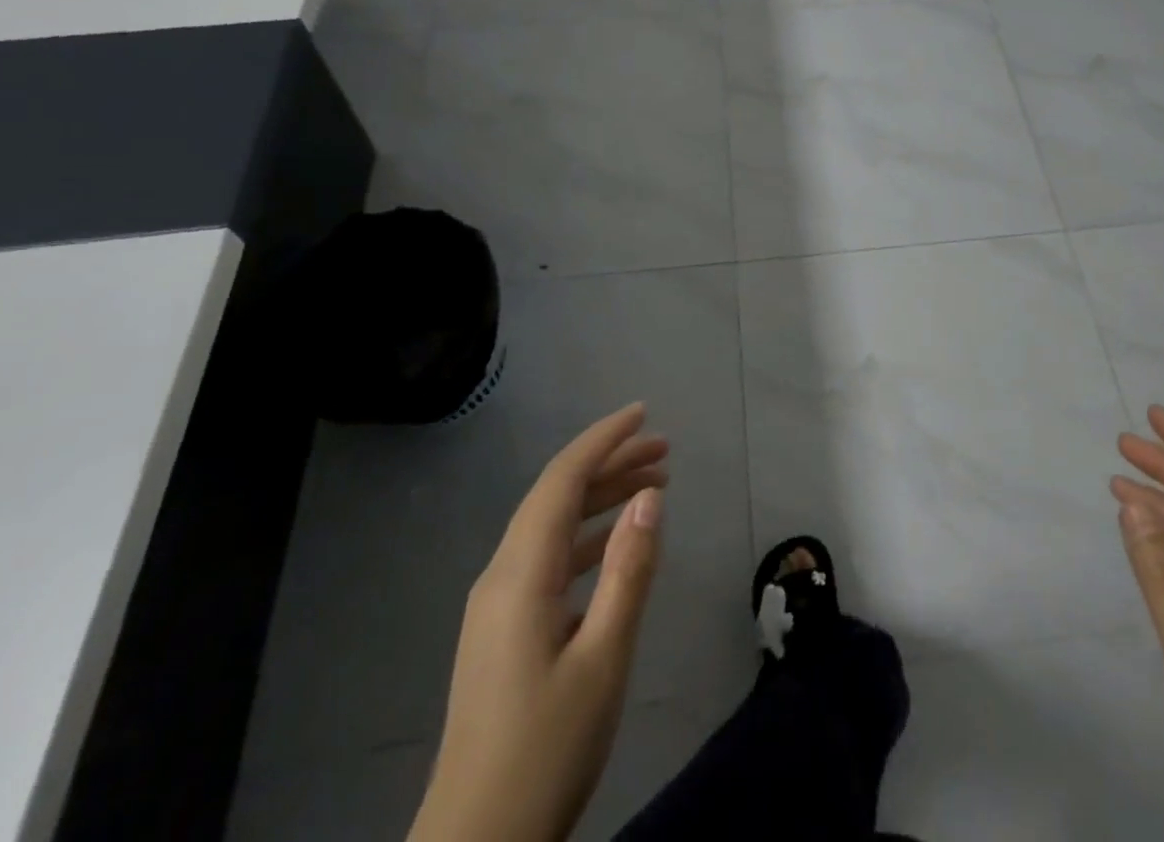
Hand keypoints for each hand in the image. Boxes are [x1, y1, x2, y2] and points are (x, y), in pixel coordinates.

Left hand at [409, 403, 667, 841]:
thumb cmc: (546, 750)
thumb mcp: (604, 658)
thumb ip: (629, 571)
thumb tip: (650, 497)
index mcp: (520, 575)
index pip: (562, 481)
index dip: (602, 440)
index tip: (643, 414)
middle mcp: (502, 577)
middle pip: (557, 497)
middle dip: (610, 465)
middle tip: (665, 450)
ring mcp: (498, 606)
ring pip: (554, 528)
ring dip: (602, 500)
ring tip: (655, 485)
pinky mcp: (503, 632)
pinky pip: (549, 560)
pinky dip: (588, 539)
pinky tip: (618, 544)